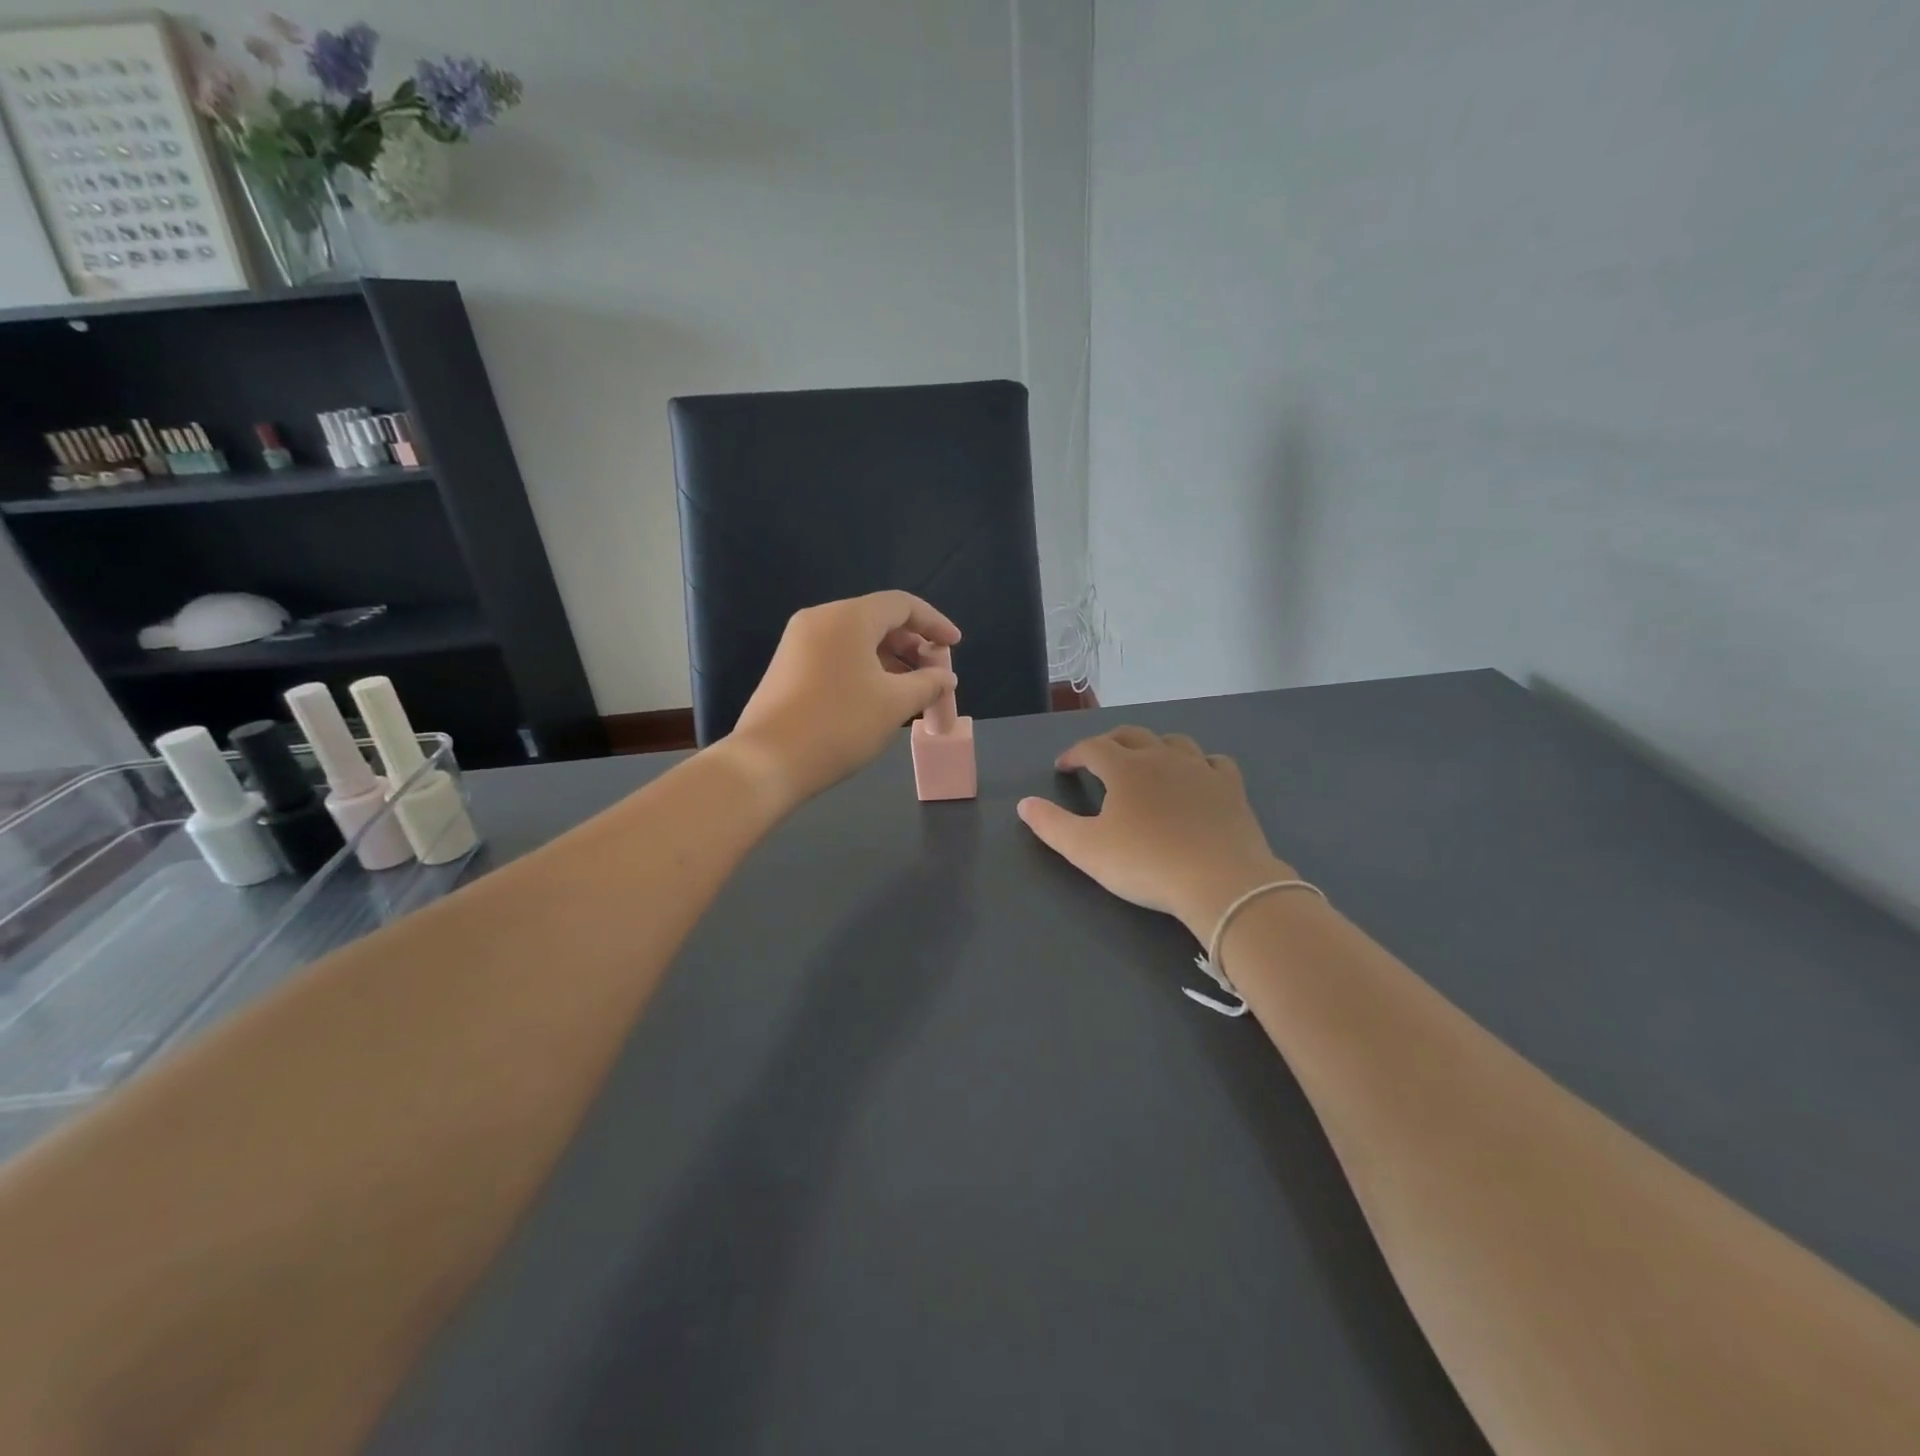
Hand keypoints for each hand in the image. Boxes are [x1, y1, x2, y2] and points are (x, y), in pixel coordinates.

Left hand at [722, 591, 960, 808]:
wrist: (767, 761)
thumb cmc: (840, 725)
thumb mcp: (895, 704)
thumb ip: (928, 684)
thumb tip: (945, 678)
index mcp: (848, 617)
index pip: (902, 604)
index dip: (935, 622)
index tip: (955, 645)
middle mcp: (820, 619)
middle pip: (878, 620)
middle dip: (913, 645)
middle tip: (935, 675)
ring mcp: (798, 643)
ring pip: (857, 640)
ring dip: (891, 660)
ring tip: (912, 691)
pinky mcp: (788, 667)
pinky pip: (837, 655)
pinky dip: (865, 668)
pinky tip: (879, 697)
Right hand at [1018, 727, 1294, 940]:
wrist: (1221, 881)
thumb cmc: (1146, 863)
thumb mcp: (1086, 850)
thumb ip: (1051, 825)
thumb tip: (1024, 803)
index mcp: (1125, 768)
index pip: (1092, 747)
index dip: (1074, 754)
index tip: (1063, 768)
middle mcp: (1162, 757)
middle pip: (1132, 735)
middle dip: (1110, 742)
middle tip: (1099, 758)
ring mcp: (1200, 769)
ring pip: (1174, 741)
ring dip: (1155, 746)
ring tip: (1147, 762)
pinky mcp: (1231, 787)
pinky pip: (1214, 762)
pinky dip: (1199, 764)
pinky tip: (1197, 777)